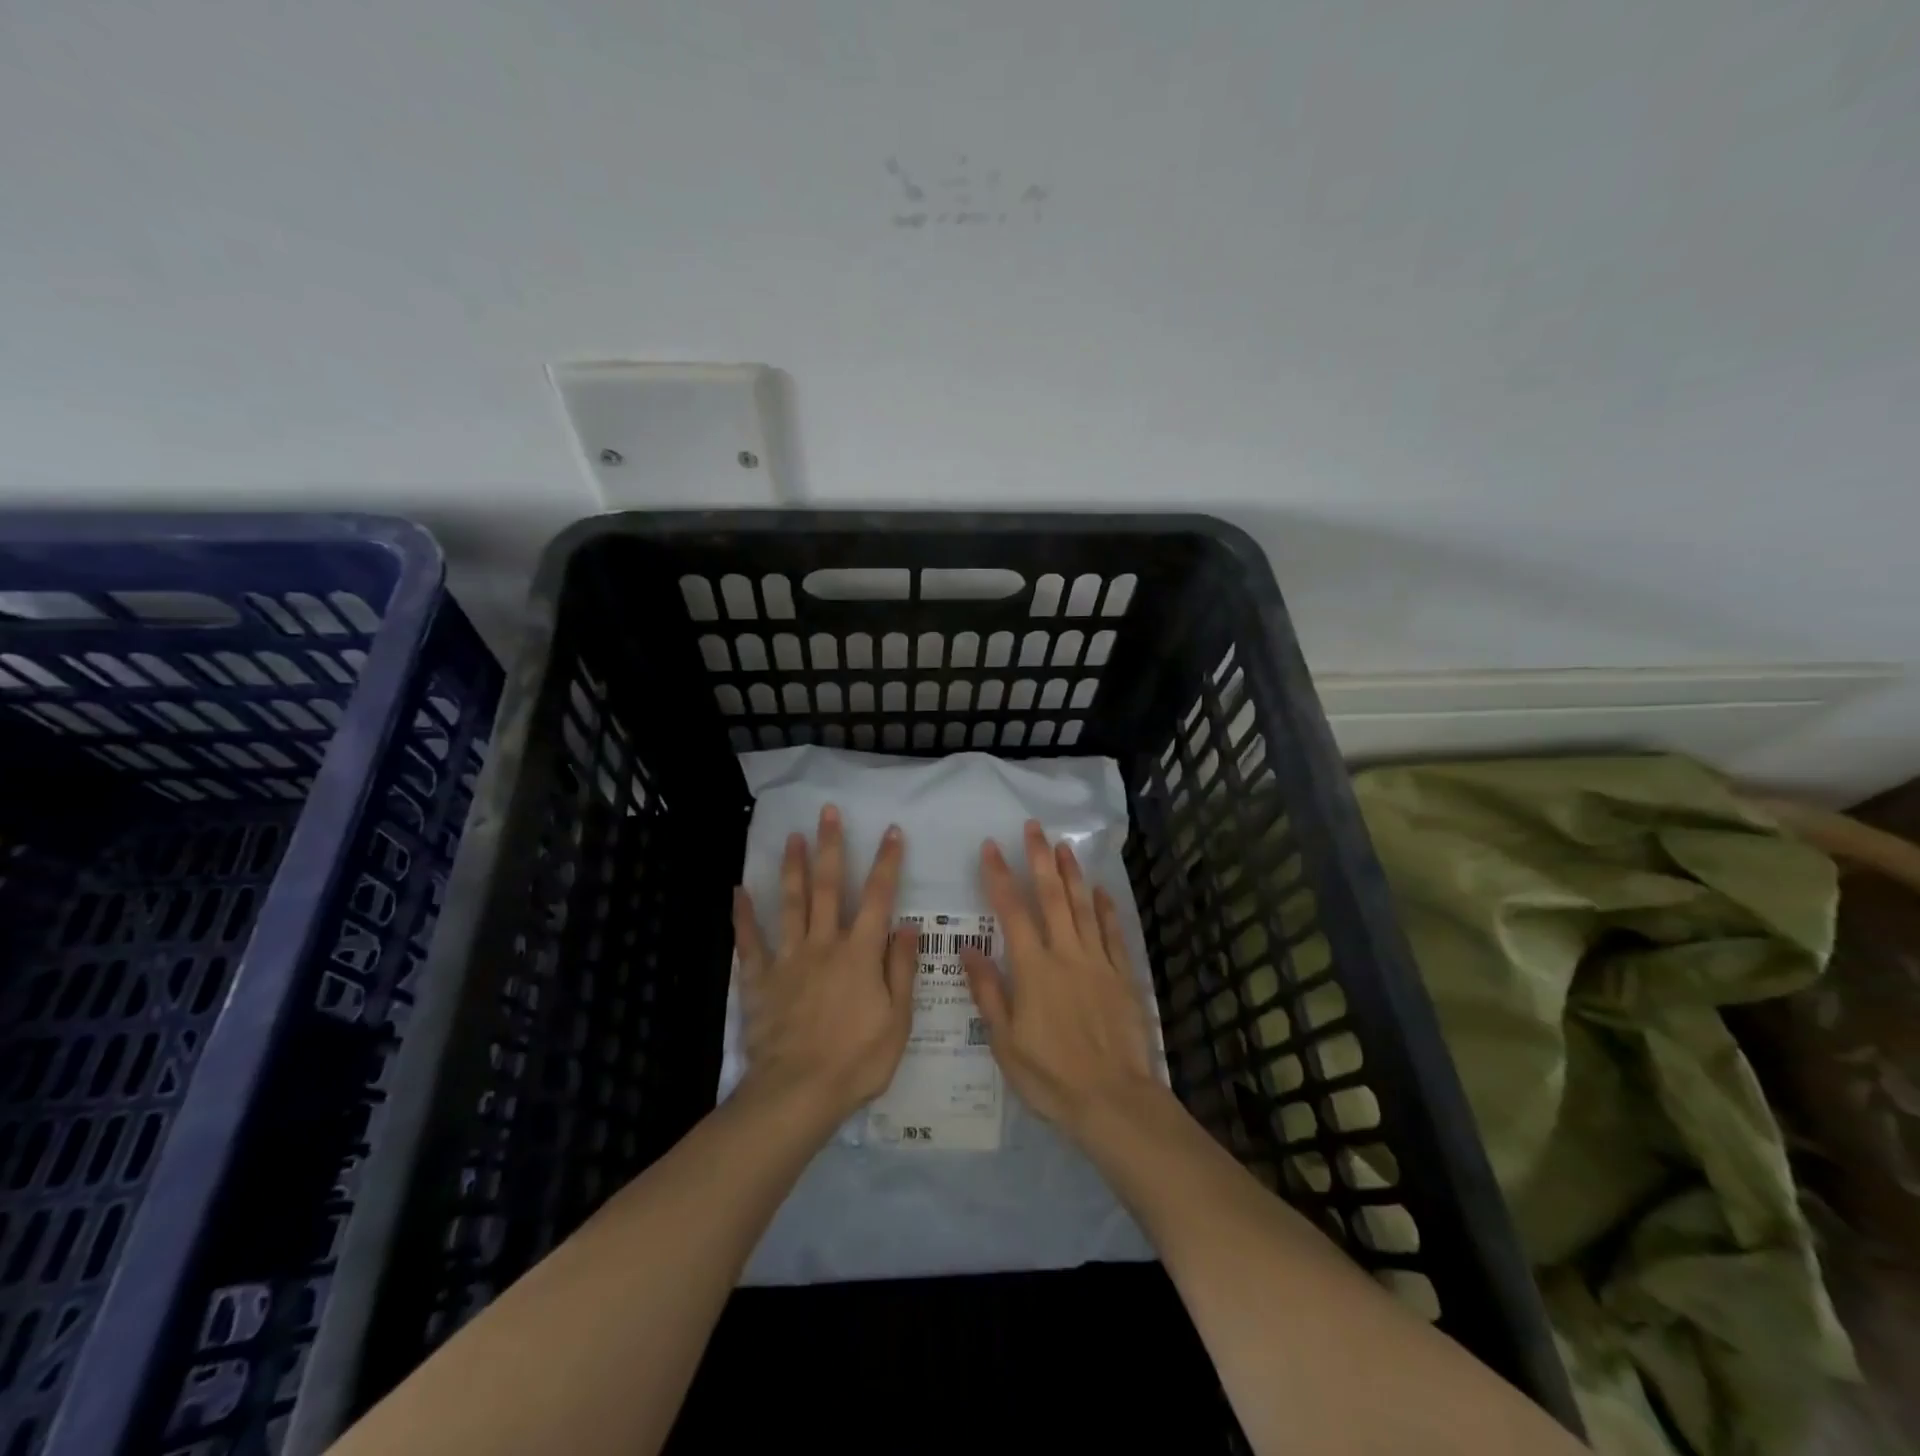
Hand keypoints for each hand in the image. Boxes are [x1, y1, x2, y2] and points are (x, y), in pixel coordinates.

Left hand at [733, 805, 917, 1125]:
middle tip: (827, 812)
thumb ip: (902, 970)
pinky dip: (744, 915)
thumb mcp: (898, 1020)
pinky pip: (750, 941)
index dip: (886, 862)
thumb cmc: (857, 1060)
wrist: (798, 1093)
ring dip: (792, 867)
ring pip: (790, 903)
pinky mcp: (761, 979)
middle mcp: (824, 944)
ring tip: (791, 836)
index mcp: (860, 953)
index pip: (877, 897)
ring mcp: (789, 958)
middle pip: (827, 886)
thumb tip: (909, 927)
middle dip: (830, 846)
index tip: (890, 831)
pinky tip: (738, 890)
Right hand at [961, 821, 1162, 1138]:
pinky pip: (1112, 933)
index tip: (990, 847)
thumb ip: (988, 992)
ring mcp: (1097, 962)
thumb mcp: (1005, 1042)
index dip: (999, 876)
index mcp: (1033, 969)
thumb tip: (968, 951)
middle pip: (1052, 897)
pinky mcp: (1122, 976)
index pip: (1012, 911)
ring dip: (1072, 873)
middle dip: (1040, 859)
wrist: (1113, 1100)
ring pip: (1083, 907)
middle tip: (1034, 827)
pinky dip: (1105, 909)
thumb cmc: (1050, 1076)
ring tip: (1065, 845)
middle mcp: (1066, 954)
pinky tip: (1101, 890)